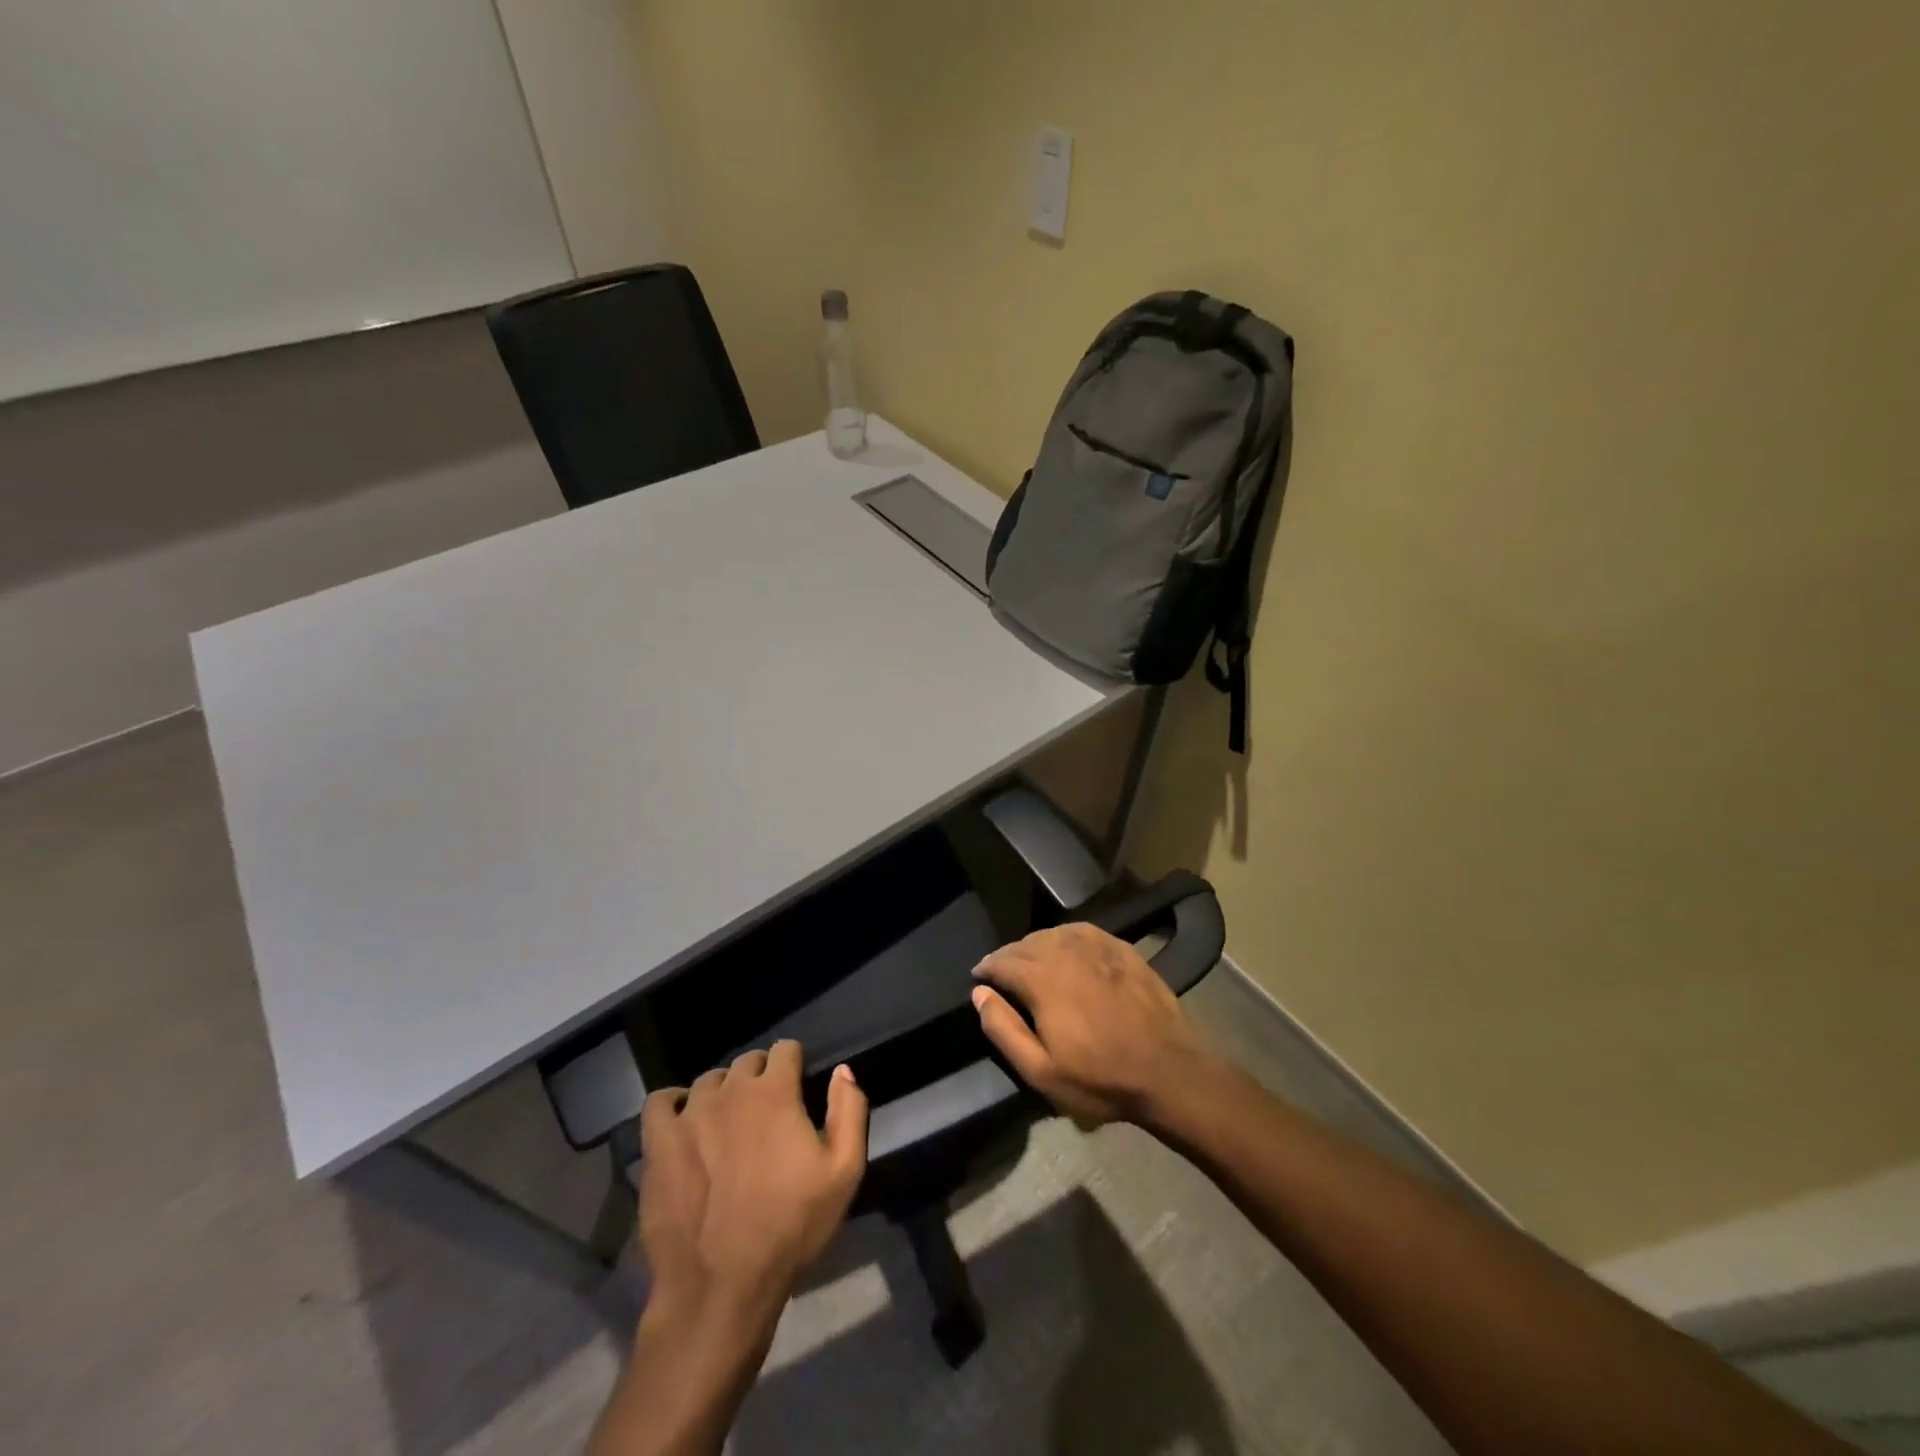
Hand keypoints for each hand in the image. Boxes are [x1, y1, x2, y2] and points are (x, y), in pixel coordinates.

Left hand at [638, 1041, 867, 1319]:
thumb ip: (849, 1111)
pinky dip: (674, 1103)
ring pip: (709, 1081)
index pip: (786, 1049)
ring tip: (729, 1125)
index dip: (795, 1066)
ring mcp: (689, 1115)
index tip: (798, 1090)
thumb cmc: (790, 1228)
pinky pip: (660, 1102)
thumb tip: (843, 1070)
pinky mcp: (658, 1144)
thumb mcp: (844, 1172)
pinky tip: (685, 1122)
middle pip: (748, 1063)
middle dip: (761, 1078)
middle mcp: (731, 1091)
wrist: (721, 1287)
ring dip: (723, 1093)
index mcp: (775, 1092)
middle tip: (768, 1115)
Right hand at [971, 921, 1214, 1127]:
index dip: (986, 968)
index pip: (1002, 961)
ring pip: (1054, 933)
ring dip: (1035, 944)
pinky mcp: (1122, 949)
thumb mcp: (1041, 1070)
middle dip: (1009, 956)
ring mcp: (1097, 947)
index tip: (979, 978)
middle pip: (1026, 943)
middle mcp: (1066, 952)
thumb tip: (980, 993)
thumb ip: (1004, 1029)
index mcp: (1042, 979)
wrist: (1167, 1071)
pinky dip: (1066, 936)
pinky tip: (1066, 947)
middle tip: (1002, 972)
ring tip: (1031, 960)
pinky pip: (1083, 931)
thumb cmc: (1100, 1078)